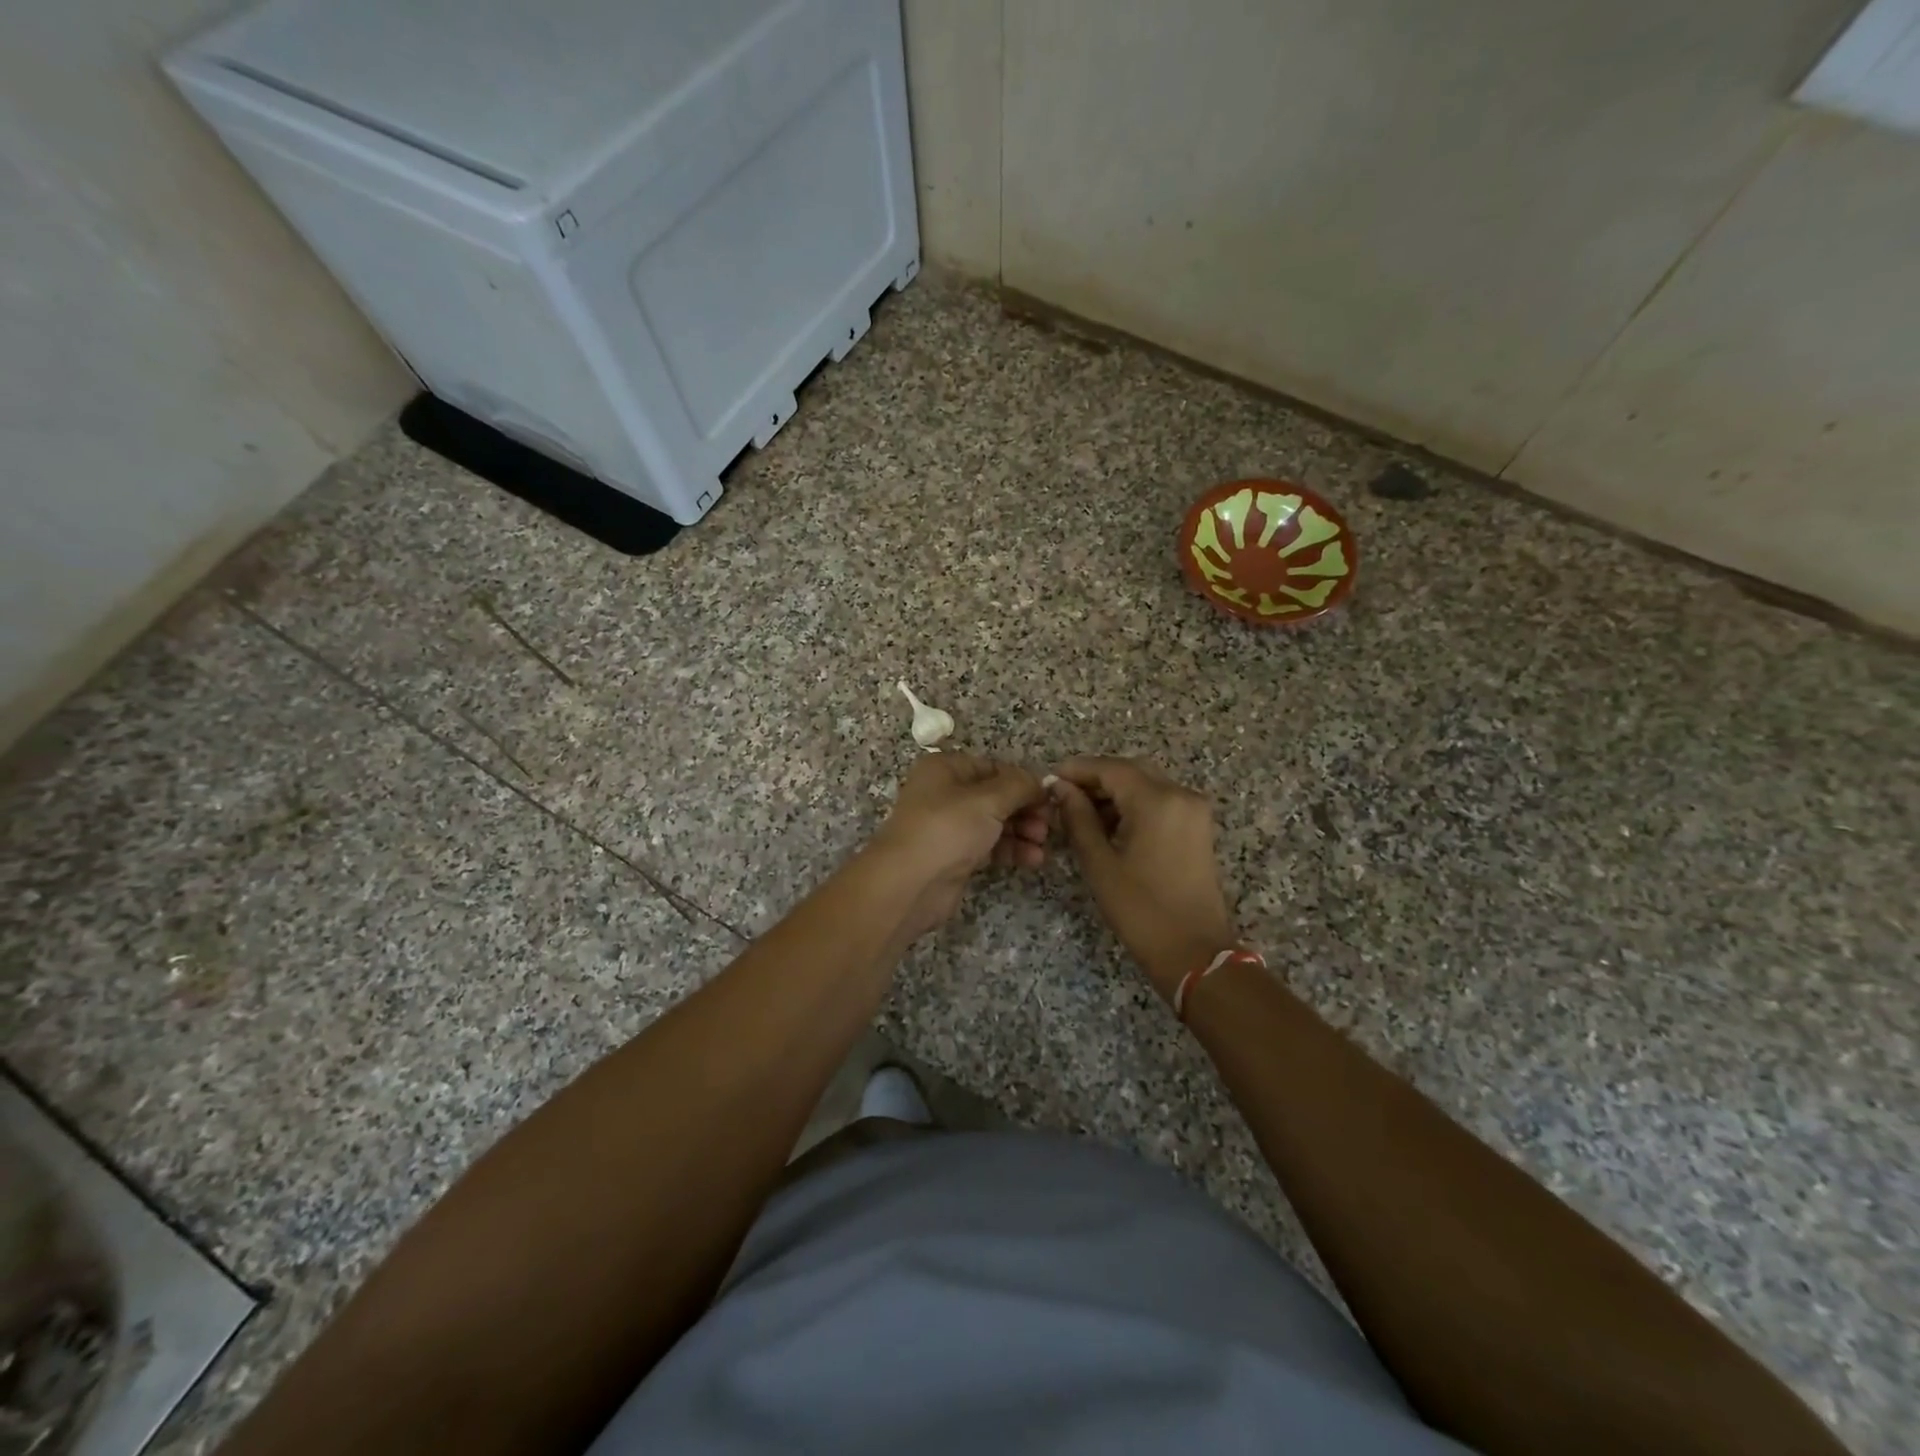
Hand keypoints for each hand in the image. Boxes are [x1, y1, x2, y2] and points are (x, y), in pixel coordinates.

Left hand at [869, 753, 1049, 940]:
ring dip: (1022, 832)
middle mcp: (945, 793)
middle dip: (1025, 809)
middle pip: (996, 796)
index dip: (1023, 781)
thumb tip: (1041, 782)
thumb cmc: (947, 829)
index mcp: (946, 769)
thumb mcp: (988, 800)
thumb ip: (1019, 786)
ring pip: (995, 823)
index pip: (994, 767)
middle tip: (1048, 825)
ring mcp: (949, 827)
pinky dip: (1011, 850)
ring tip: (1042, 845)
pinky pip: (989, 846)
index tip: (1049, 798)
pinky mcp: (955, 856)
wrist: (909, 884)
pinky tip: (1032, 860)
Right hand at [1050, 756, 1238, 1001]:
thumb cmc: (1141, 910)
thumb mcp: (1100, 863)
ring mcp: (1194, 810)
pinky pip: (1161, 801)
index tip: (1050, 781)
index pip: (1110, 768)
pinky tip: (1110, 825)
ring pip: (1146, 784)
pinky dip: (1134, 805)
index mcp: (1157, 800)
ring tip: (1081, 815)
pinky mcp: (1198, 826)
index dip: (1078, 770)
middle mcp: (1181, 794)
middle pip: (1131, 771)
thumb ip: (1078, 818)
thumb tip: (1060, 788)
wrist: (1195, 953)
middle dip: (1096, 780)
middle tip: (1063, 798)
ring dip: (1115, 793)